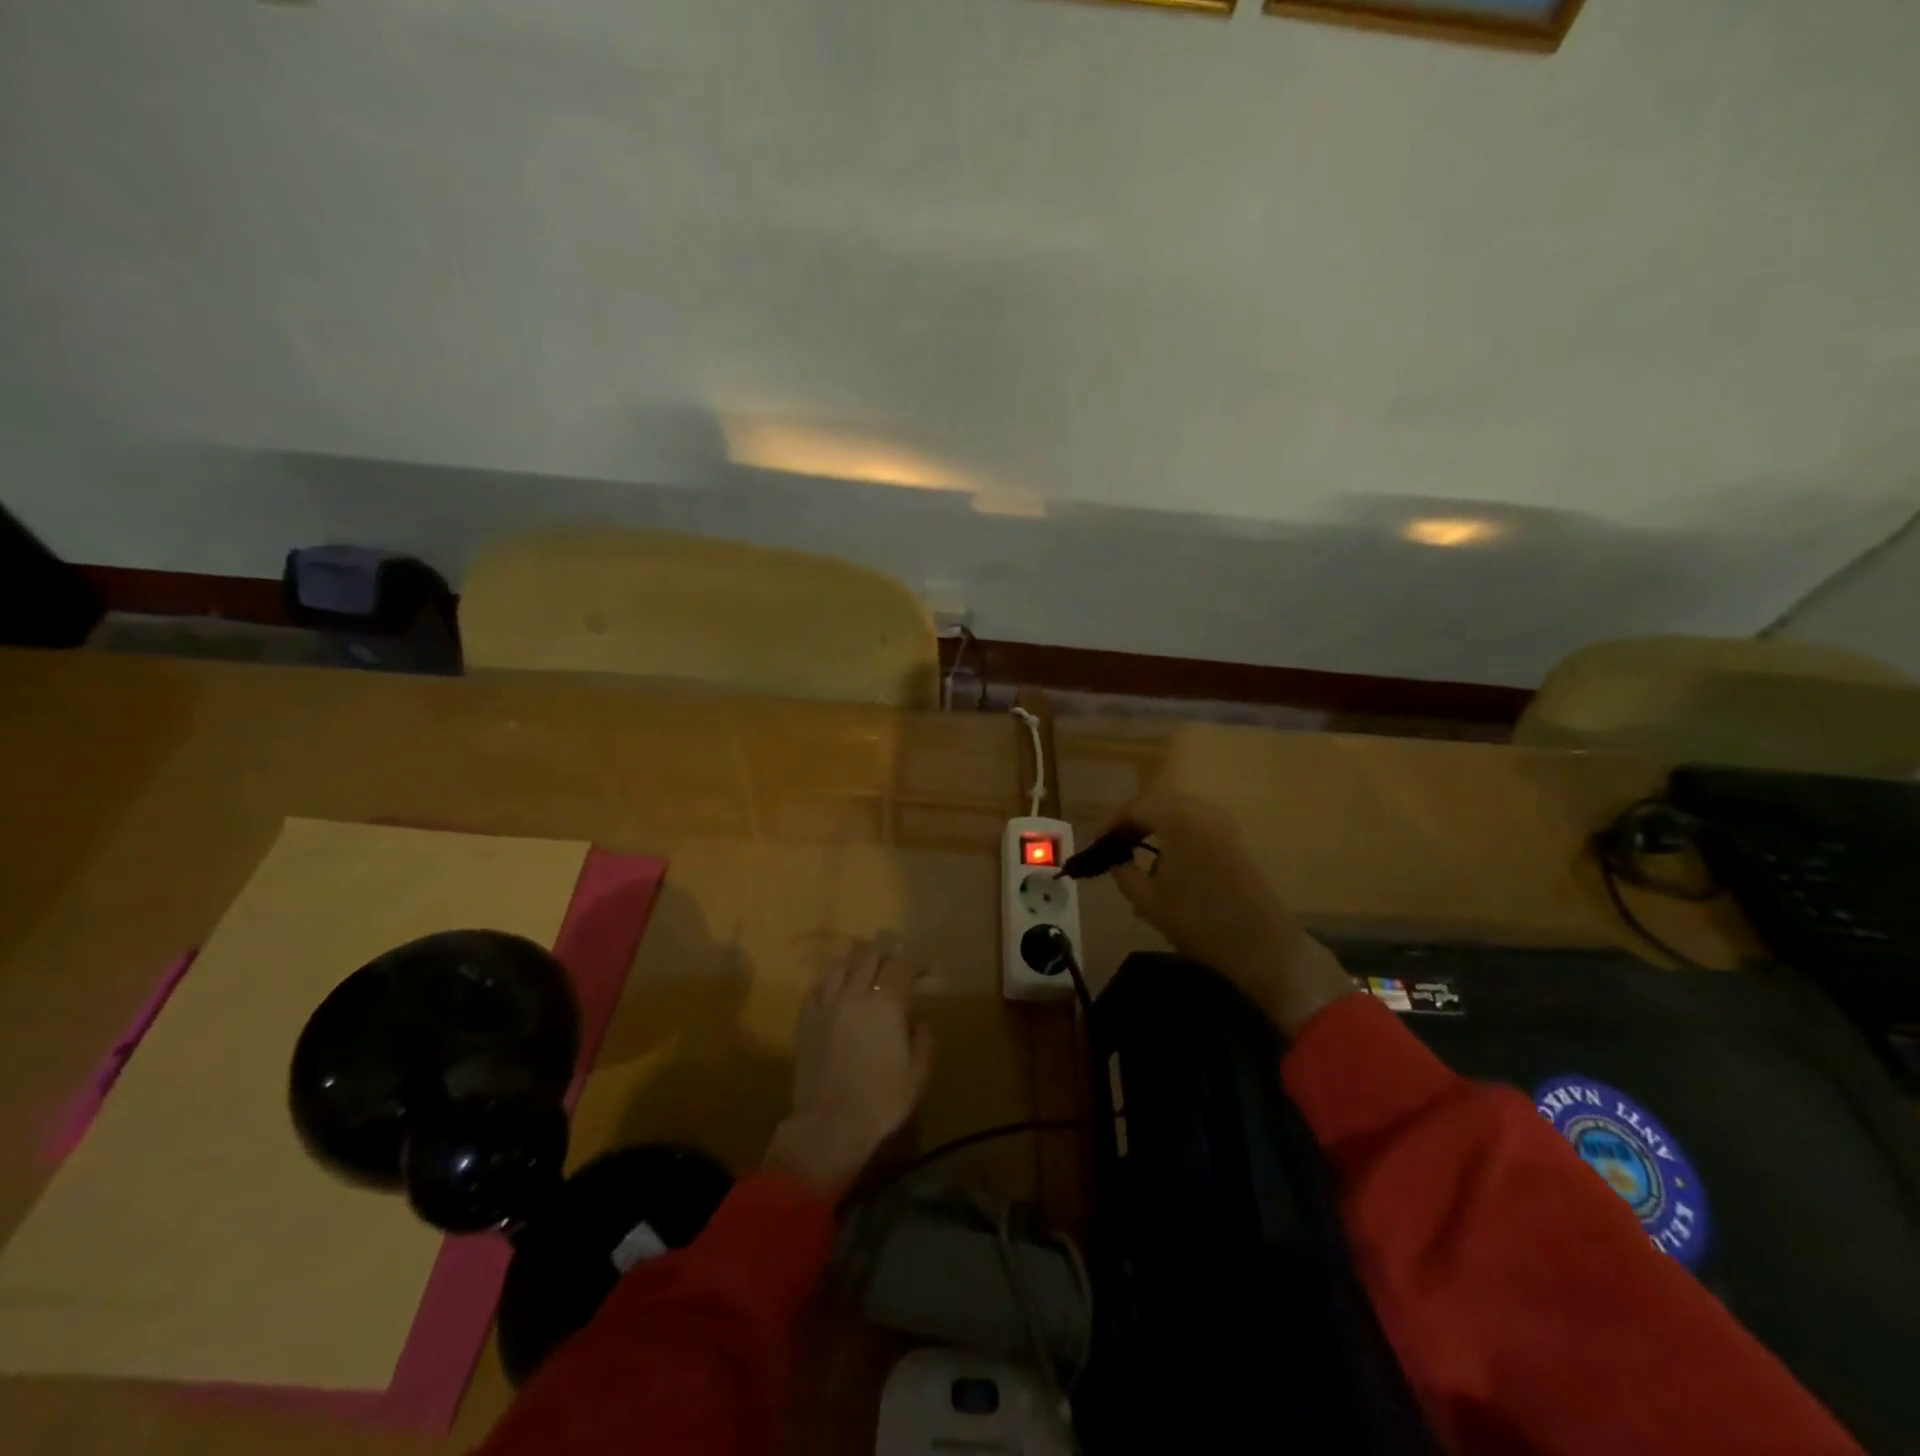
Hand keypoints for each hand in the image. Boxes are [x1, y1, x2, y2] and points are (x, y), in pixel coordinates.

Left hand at [764, 941, 932, 1196]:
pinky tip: (836, 989)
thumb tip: (919, 1022)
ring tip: (864, 965)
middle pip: (869, 956)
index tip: (923, 971)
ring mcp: (826, 1005)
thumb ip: (922, 1041)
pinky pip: (818, 988)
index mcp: (886, 1005)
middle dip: (885, 954)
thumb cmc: (880, 1102)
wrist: (829, 1125)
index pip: (901, 967)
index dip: (914, 964)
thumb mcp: (916, 1076)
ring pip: (839, 965)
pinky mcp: (806, 1020)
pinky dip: (831, 982)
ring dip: (856, 960)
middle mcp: (855, 995)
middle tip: (895, 962)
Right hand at [1106, 791, 1354, 1035]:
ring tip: (1139, 854)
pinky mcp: (1238, 842)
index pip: (1136, 807)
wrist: (1263, 947)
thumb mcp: (1148, 901)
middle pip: (1159, 804)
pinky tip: (1169, 864)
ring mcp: (1225, 826)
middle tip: (1116, 845)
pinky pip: (1199, 827)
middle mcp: (1203, 812)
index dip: (1112, 824)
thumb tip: (1116, 860)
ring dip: (1157, 828)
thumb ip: (1124, 874)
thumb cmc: (1199, 921)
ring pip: (1181, 814)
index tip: (1098, 844)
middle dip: (1135, 822)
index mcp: (1178, 819)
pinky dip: (1179, 836)